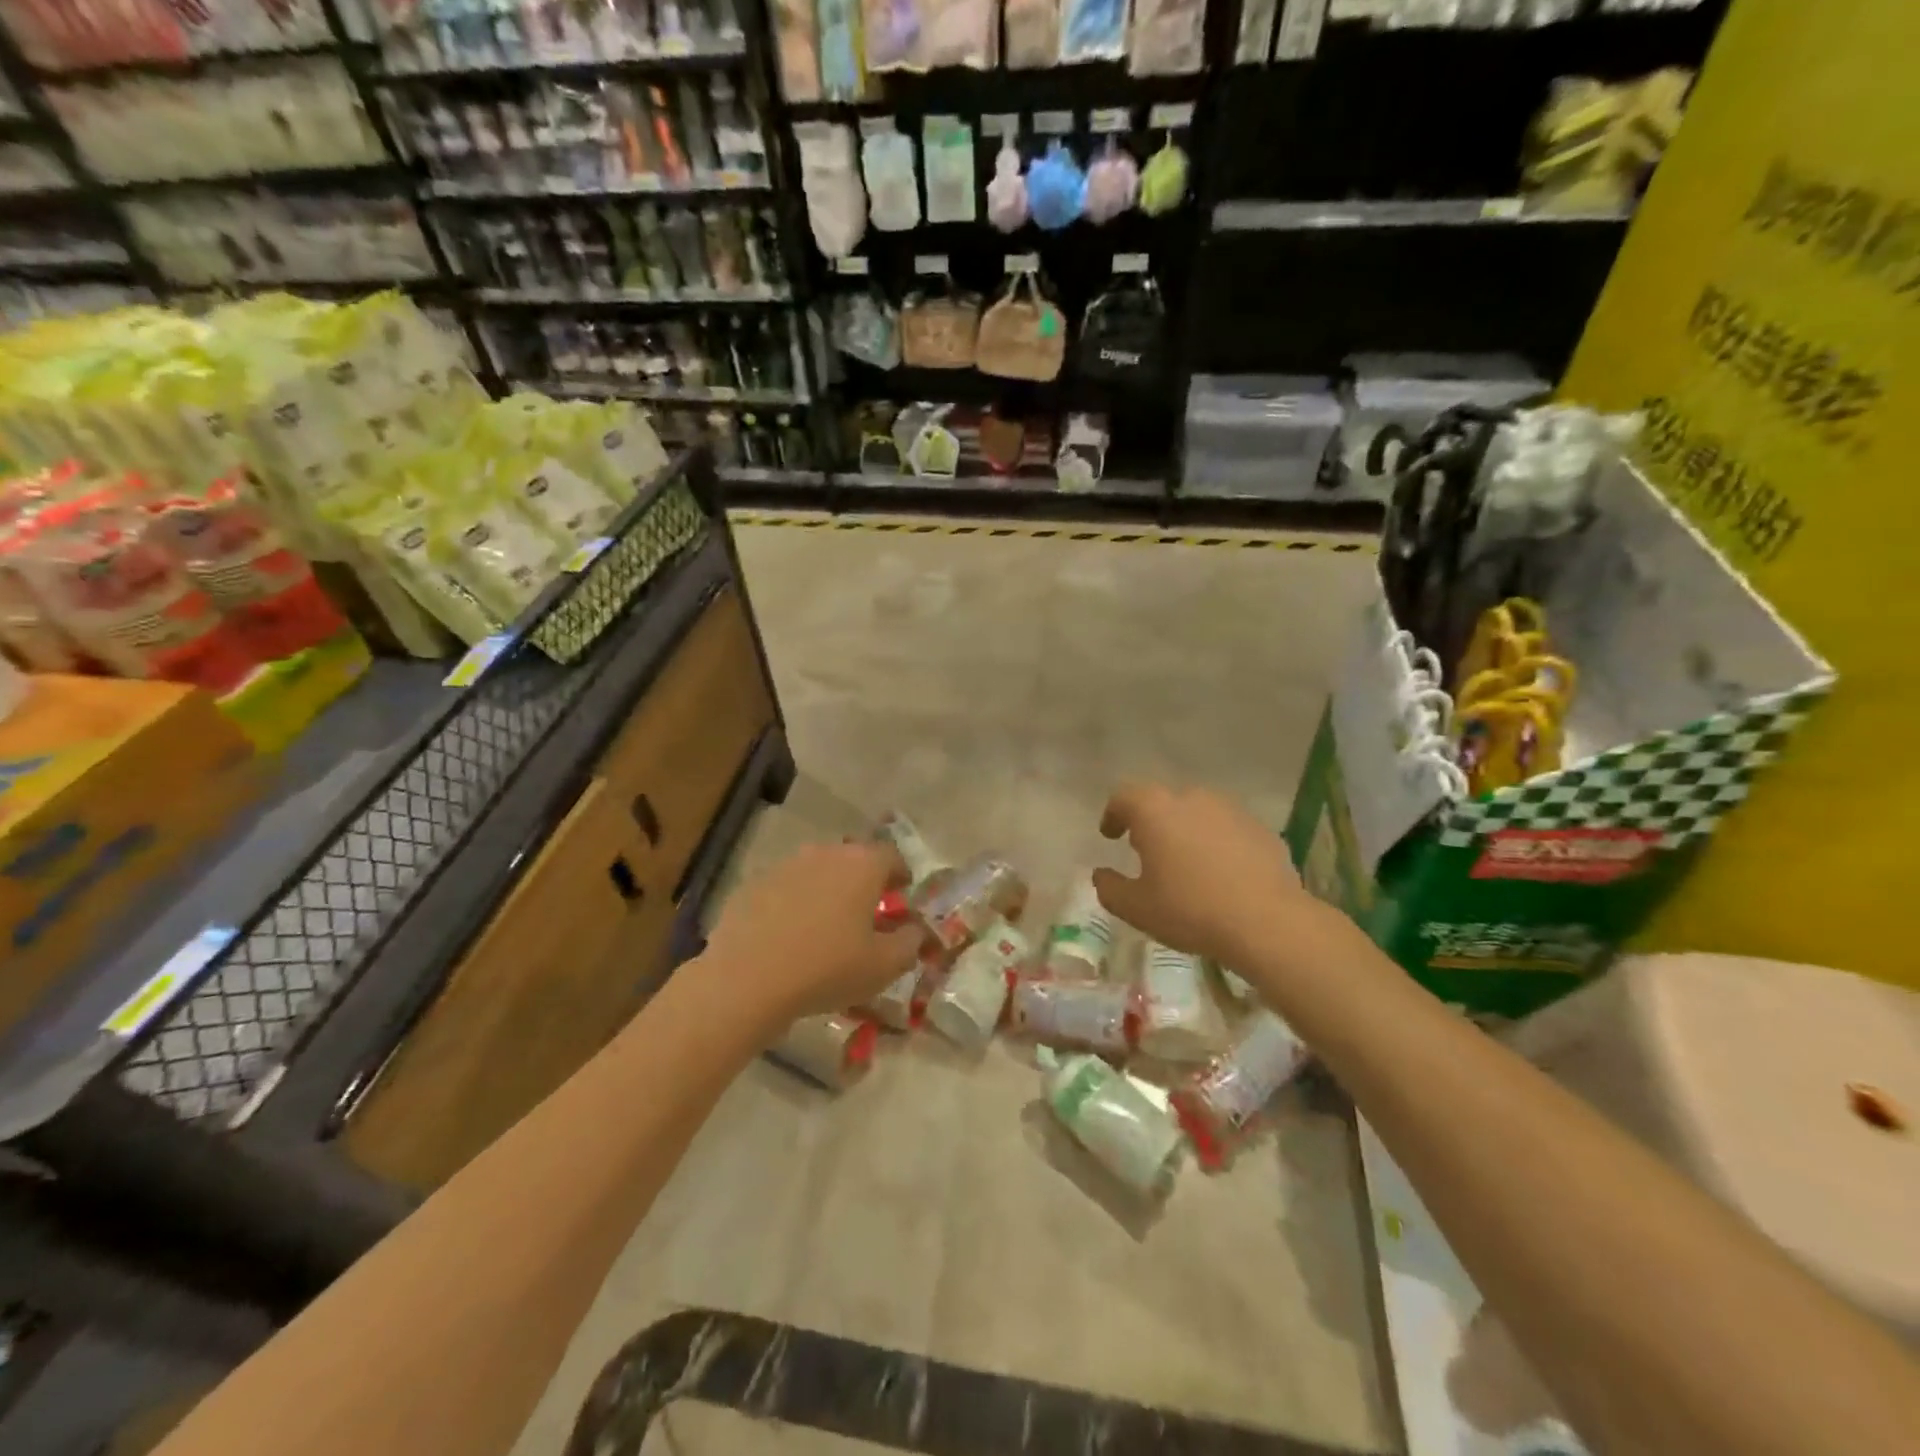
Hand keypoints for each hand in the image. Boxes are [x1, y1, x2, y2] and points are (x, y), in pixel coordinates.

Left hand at [701, 841, 920, 1033]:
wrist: (747, 979)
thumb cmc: (827, 968)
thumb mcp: (884, 966)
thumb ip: (910, 942)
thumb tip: (914, 930)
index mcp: (862, 865)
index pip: (892, 856)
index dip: (900, 876)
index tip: (902, 896)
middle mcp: (825, 853)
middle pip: (853, 861)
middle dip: (863, 883)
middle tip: (866, 915)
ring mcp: (785, 865)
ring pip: (817, 873)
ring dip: (827, 892)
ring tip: (826, 928)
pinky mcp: (753, 884)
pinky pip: (785, 889)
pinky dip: (794, 905)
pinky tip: (789, 938)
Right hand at [1092, 782, 1338, 979]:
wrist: (1267, 922)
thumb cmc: (1190, 910)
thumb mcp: (1136, 908)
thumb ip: (1109, 888)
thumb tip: (1101, 875)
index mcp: (1155, 811)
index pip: (1124, 796)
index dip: (1113, 814)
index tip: (1110, 835)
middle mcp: (1192, 798)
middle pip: (1162, 801)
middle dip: (1150, 822)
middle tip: (1145, 850)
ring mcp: (1230, 810)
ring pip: (1197, 812)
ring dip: (1185, 830)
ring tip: (1185, 862)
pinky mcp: (1260, 828)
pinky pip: (1227, 829)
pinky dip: (1216, 843)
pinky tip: (1220, 873)